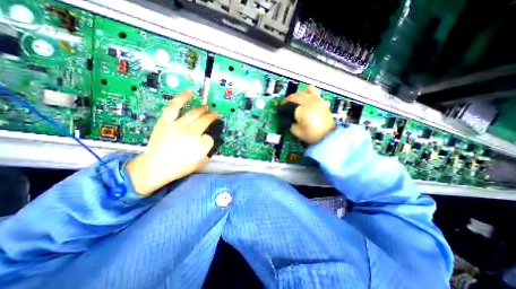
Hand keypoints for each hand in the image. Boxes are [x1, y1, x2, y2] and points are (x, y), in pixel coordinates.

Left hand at [128, 92, 219, 194]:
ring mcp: (178, 126)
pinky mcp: (166, 122)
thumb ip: (207, 151)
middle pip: (205, 122)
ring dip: (202, 109)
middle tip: (215, 114)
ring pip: (194, 114)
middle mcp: (192, 134)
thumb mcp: (199, 163)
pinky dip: (181, 98)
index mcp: (200, 146)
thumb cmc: (179, 168)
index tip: (205, 140)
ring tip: (206, 107)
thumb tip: (207, 141)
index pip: (210, 137)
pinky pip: (174, 107)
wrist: (154, 167)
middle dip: (211, 117)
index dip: (208, 139)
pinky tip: (189, 93)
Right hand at [281, 86, 334, 144]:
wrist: (328, 135)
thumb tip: (283, 117)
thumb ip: (288, 123)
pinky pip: (311, 90)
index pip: (288, 105)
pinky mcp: (320, 99)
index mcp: (302, 111)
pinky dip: (305, 92)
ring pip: (301, 92)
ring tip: (293, 102)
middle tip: (284, 106)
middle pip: (294, 97)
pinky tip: (304, 97)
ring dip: (294, 96)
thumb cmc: (311, 135)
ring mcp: (316, 99)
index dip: (282, 108)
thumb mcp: (296, 132)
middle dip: (287, 101)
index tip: (279, 110)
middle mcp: (309, 102)